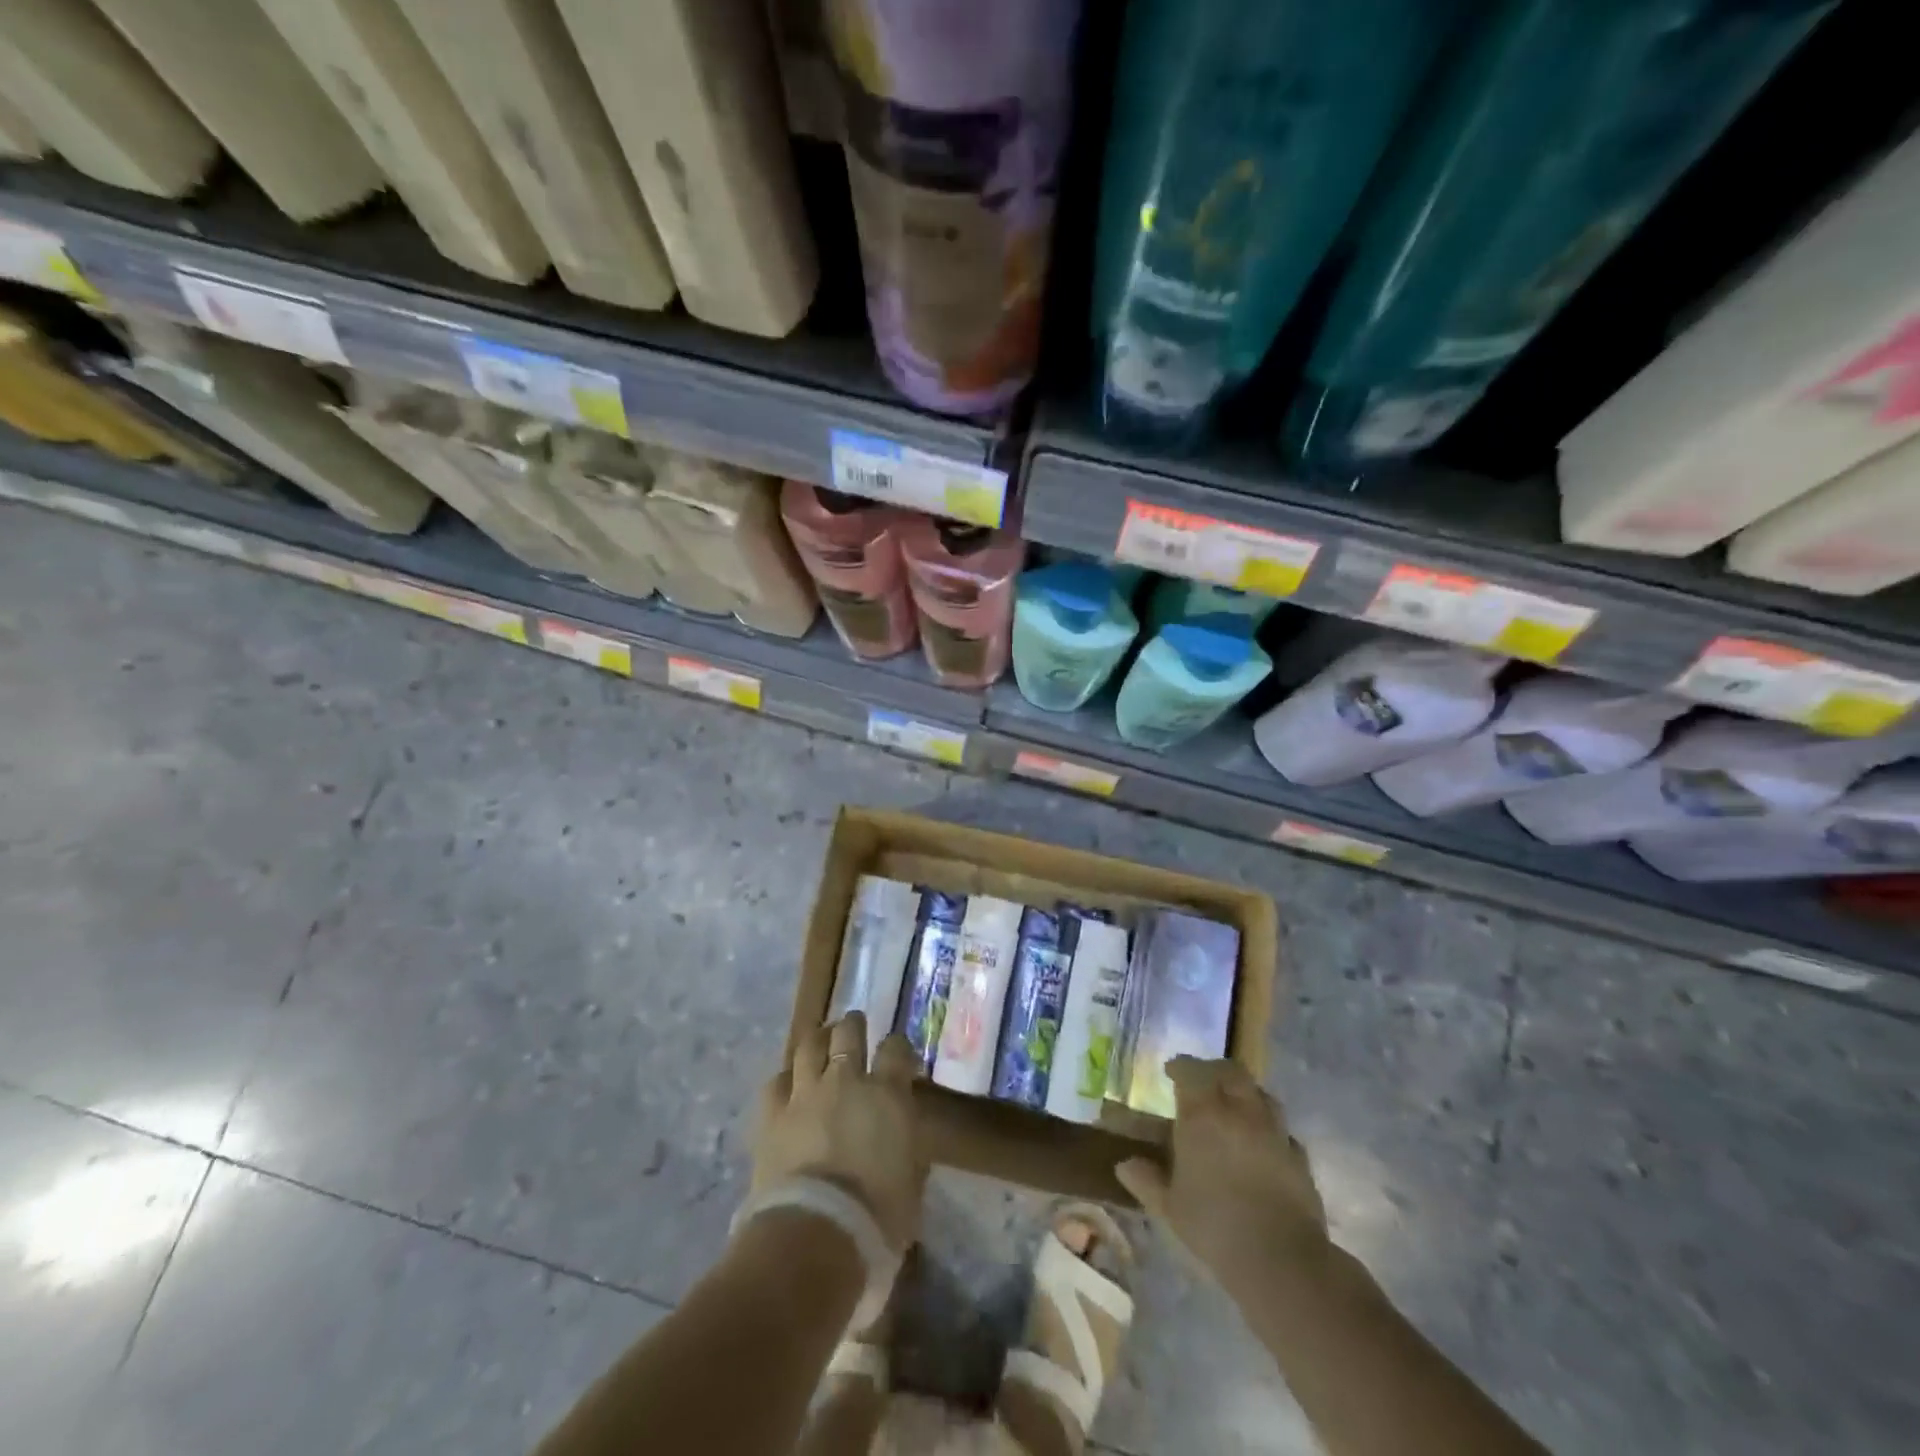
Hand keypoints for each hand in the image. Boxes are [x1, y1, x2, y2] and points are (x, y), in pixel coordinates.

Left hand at [751, 1012, 925, 1254]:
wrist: (815, 1234)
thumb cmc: (877, 1218)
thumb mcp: (910, 1184)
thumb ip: (906, 1150)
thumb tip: (901, 1144)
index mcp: (888, 1094)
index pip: (896, 1049)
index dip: (898, 1047)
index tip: (899, 1056)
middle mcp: (847, 1080)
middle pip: (848, 1033)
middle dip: (853, 1026)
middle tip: (854, 1028)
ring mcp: (805, 1093)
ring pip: (809, 1045)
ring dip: (818, 1039)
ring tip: (820, 1040)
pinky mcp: (772, 1115)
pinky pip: (776, 1082)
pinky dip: (785, 1079)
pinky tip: (788, 1084)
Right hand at [1116, 1057, 1327, 1283]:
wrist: (1280, 1258)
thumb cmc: (1214, 1225)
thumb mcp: (1170, 1206)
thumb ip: (1147, 1180)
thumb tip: (1124, 1166)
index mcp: (1203, 1114)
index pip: (1191, 1071)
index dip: (1180, 1067)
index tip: (1171, 1071)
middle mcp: (1240, 1111)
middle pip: (1231, 1071)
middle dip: (1215, 1070)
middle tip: (1204, 1082)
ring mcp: (1274, 1131)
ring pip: (1262, 1094)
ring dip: (1246, 1093)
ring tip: (1235, 1108)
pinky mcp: (1299, 1156)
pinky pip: (1282, 1130)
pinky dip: (1269, 1129)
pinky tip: (1263, 1145)